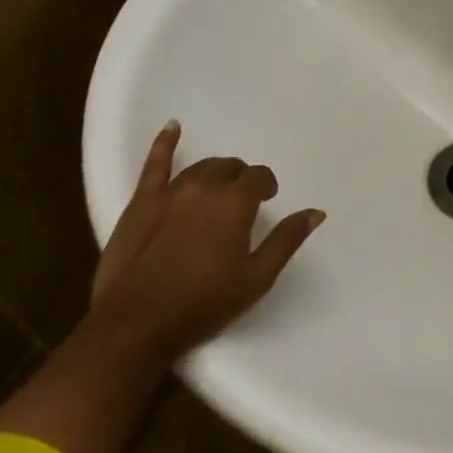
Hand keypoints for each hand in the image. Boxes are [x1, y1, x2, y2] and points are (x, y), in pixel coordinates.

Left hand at [88, 121, 323, 359]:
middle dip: (241, 179)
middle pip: (230, 168)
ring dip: (215, 172)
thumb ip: (286, 240)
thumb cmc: (204, 303)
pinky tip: (173, 127)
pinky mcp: (141, 201)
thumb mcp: (257, 278)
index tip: (267, 200)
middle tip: (243, 201)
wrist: (136, 324)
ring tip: (218, 189)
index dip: (266, 186)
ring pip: (201, 167)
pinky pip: (155, 163)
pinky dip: (165, 143)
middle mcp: (205, 187)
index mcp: (235, 203)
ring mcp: (170, 191)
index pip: (258, 177)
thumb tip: (316, 212)